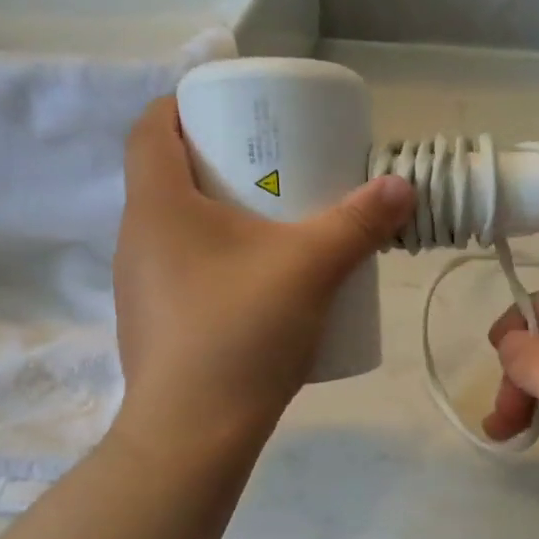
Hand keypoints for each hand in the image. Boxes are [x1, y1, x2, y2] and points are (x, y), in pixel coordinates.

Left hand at [111, 96, 413, 458]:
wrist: (194, 434)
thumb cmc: (241, 333)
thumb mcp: (310, 269)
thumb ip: (358, 224)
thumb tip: (401, 186)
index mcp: (158, 205)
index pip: (151, 126)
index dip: (187, 105)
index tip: (235, 111)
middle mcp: (137, 238)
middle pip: (169, 176)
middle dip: (220, 162)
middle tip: (274, 167)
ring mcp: (141, 285)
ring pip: (178, 228)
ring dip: (220, 215)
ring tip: (274, 226)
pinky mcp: (156, 323)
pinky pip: (184, 270)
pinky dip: (218, 260)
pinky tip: (260, 287)